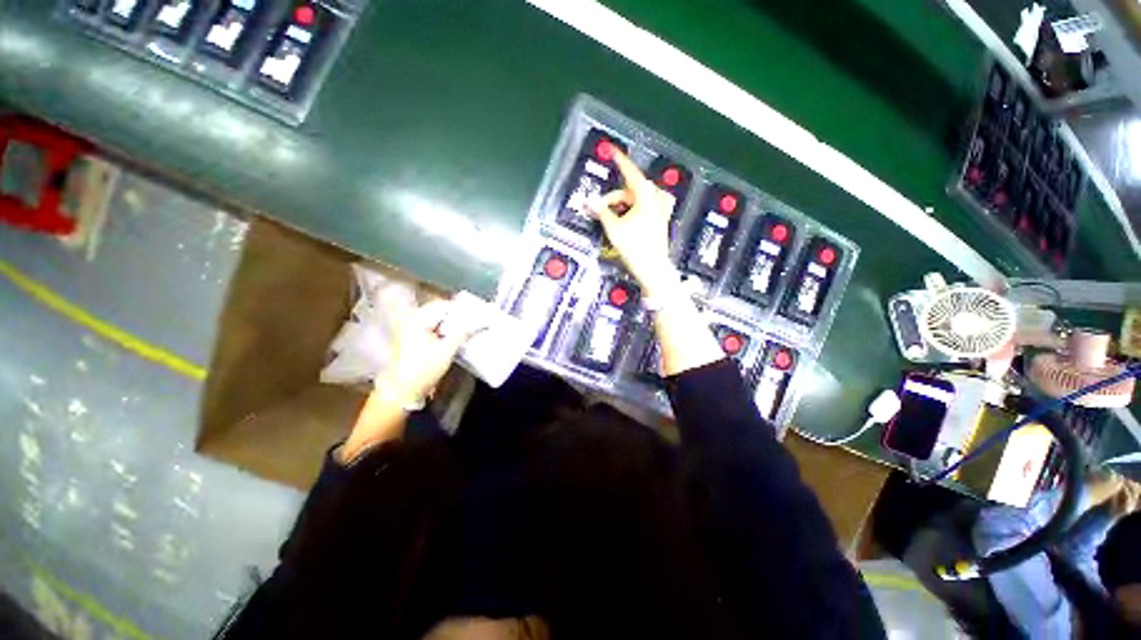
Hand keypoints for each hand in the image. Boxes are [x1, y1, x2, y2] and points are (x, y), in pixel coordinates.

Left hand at [375, 298, 484, 406]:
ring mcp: (411, 328)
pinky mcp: (413, 337)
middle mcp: (412, 319)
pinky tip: (457, 335)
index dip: (462, 309)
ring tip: (470, 328)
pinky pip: (433, 326)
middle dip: (458, 315)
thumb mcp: (446, 351)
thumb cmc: (423, 370)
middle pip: (441, 310)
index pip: (445, 305)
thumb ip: (463, 334)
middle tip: (477, 321)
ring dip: (453, 323)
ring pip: (438, 319)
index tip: (479, 314)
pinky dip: (445, 329)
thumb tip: (481, 323)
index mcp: (418, 319)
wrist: (402, 391)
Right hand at [589, 150, 678, 294]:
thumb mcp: (614, 228)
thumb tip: (590, 202)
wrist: (652, 268)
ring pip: (638, 199)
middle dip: (615, 197)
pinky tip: (627, 221)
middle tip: (602, 210)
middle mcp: (656, 200)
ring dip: (624, 205)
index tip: (612, 150)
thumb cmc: (634, 247)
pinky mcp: (660, 220)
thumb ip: (602, 212)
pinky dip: (633, 210)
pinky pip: (645, 207)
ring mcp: (660, 210)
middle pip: (631, 189)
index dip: (620, 161)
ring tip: (613, 218)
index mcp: (646, 197)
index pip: (631, 173)